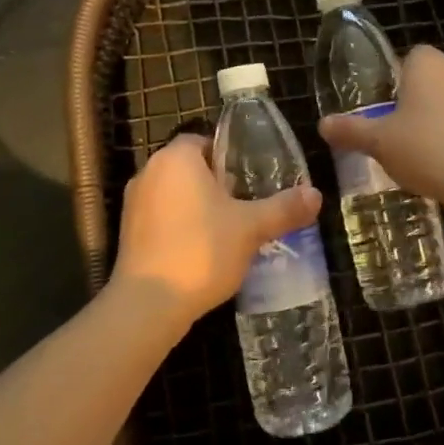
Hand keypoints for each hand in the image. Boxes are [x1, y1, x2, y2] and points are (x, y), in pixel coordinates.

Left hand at [110, 133, 322, 327]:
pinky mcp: (127, 233)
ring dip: (197, 206)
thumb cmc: (201, 251)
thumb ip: (284, 208)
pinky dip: (180, 226)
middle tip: (245, 204)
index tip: (250, 178)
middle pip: (189, 167)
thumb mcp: (251, 228)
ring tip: (228, 230)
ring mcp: (133, 203)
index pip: (204, 140)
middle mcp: (149, 172)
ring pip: (174, 194)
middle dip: (216, 183)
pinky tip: (202, 251)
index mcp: (176, 158)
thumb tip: (316, 195)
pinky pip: (161, 217)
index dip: (228, 156)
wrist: (148, 304)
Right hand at [318, 46, 443, 211]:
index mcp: (428, 65)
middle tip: (394, 129)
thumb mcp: (378, 142)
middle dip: (414, 100)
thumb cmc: (425, 149)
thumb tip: (322, 124)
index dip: (395, 77)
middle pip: (431, 79)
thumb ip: (350, 130)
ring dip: (437, 119)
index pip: (410, 56)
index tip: (384, 104)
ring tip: (418, 150)